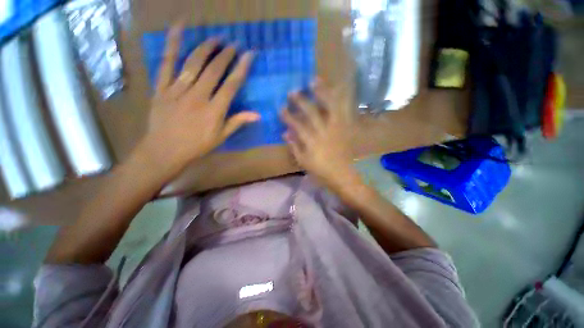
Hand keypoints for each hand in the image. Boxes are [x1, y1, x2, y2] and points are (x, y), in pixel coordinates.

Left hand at [143, 22, 259, 176]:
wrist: (165, 150)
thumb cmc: (197, 145)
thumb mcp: (221, 137)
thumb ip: (237, 122)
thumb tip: (257, 115)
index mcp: (214, 110)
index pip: (231, 85)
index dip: (241, 68)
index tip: (249, 54)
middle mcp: (198, 96)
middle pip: (214, 70)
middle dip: (226, 55)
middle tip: (233, 44)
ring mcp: (178, 89)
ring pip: (194, 63)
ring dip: (207, 48)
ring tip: (216, 39)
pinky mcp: (162, 86)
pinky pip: (166, 62)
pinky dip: (172, 44)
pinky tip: (179, 28)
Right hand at [281, 79, 358, 189]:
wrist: (344, 175)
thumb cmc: (321, 171)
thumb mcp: (304, 162)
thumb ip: (294, 146)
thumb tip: (285, 132)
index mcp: (311, 141)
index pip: (296, 125)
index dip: (288, 115)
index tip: (281, 107)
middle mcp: (323, 131)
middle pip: (310, 112)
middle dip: (300, 100)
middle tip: (293, 91)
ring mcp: (336, 127)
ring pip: (328, 106)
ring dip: (321, 92)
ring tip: (314, 80)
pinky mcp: (346, 127)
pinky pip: (344, 110)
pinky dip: (341, 98)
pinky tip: (337, 88)